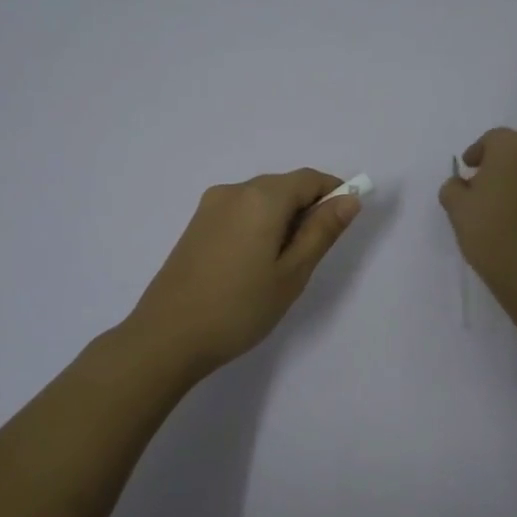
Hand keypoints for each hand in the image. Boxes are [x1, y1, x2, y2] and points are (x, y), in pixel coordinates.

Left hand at [127, 168, 360, 375]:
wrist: (167, 337)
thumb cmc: (239, 308)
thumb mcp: (292, 273)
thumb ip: (322, 231)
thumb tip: (349, 199)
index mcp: (261, 198)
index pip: (309, 179)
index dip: (334, 194)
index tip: (344, 225)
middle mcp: (234, 190)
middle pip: (284, 187)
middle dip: (307, 209)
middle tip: (313, 256)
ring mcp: (210, 207)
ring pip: (261, 200)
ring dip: (282, 220)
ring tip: (281, 267)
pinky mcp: (196, 225)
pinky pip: (240, 213)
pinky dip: (259, 227)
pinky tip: (254, 265)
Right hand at [438, 128, 516, 307]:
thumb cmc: (490, 231)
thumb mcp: (457, 208)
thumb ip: (453, 188)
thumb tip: (462, 184)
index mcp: (514, 146)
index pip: (492, 139)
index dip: (476, 154)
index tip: (466, 172)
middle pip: (516, 151)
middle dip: (498, 165)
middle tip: (481, 189)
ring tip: (502, 205)